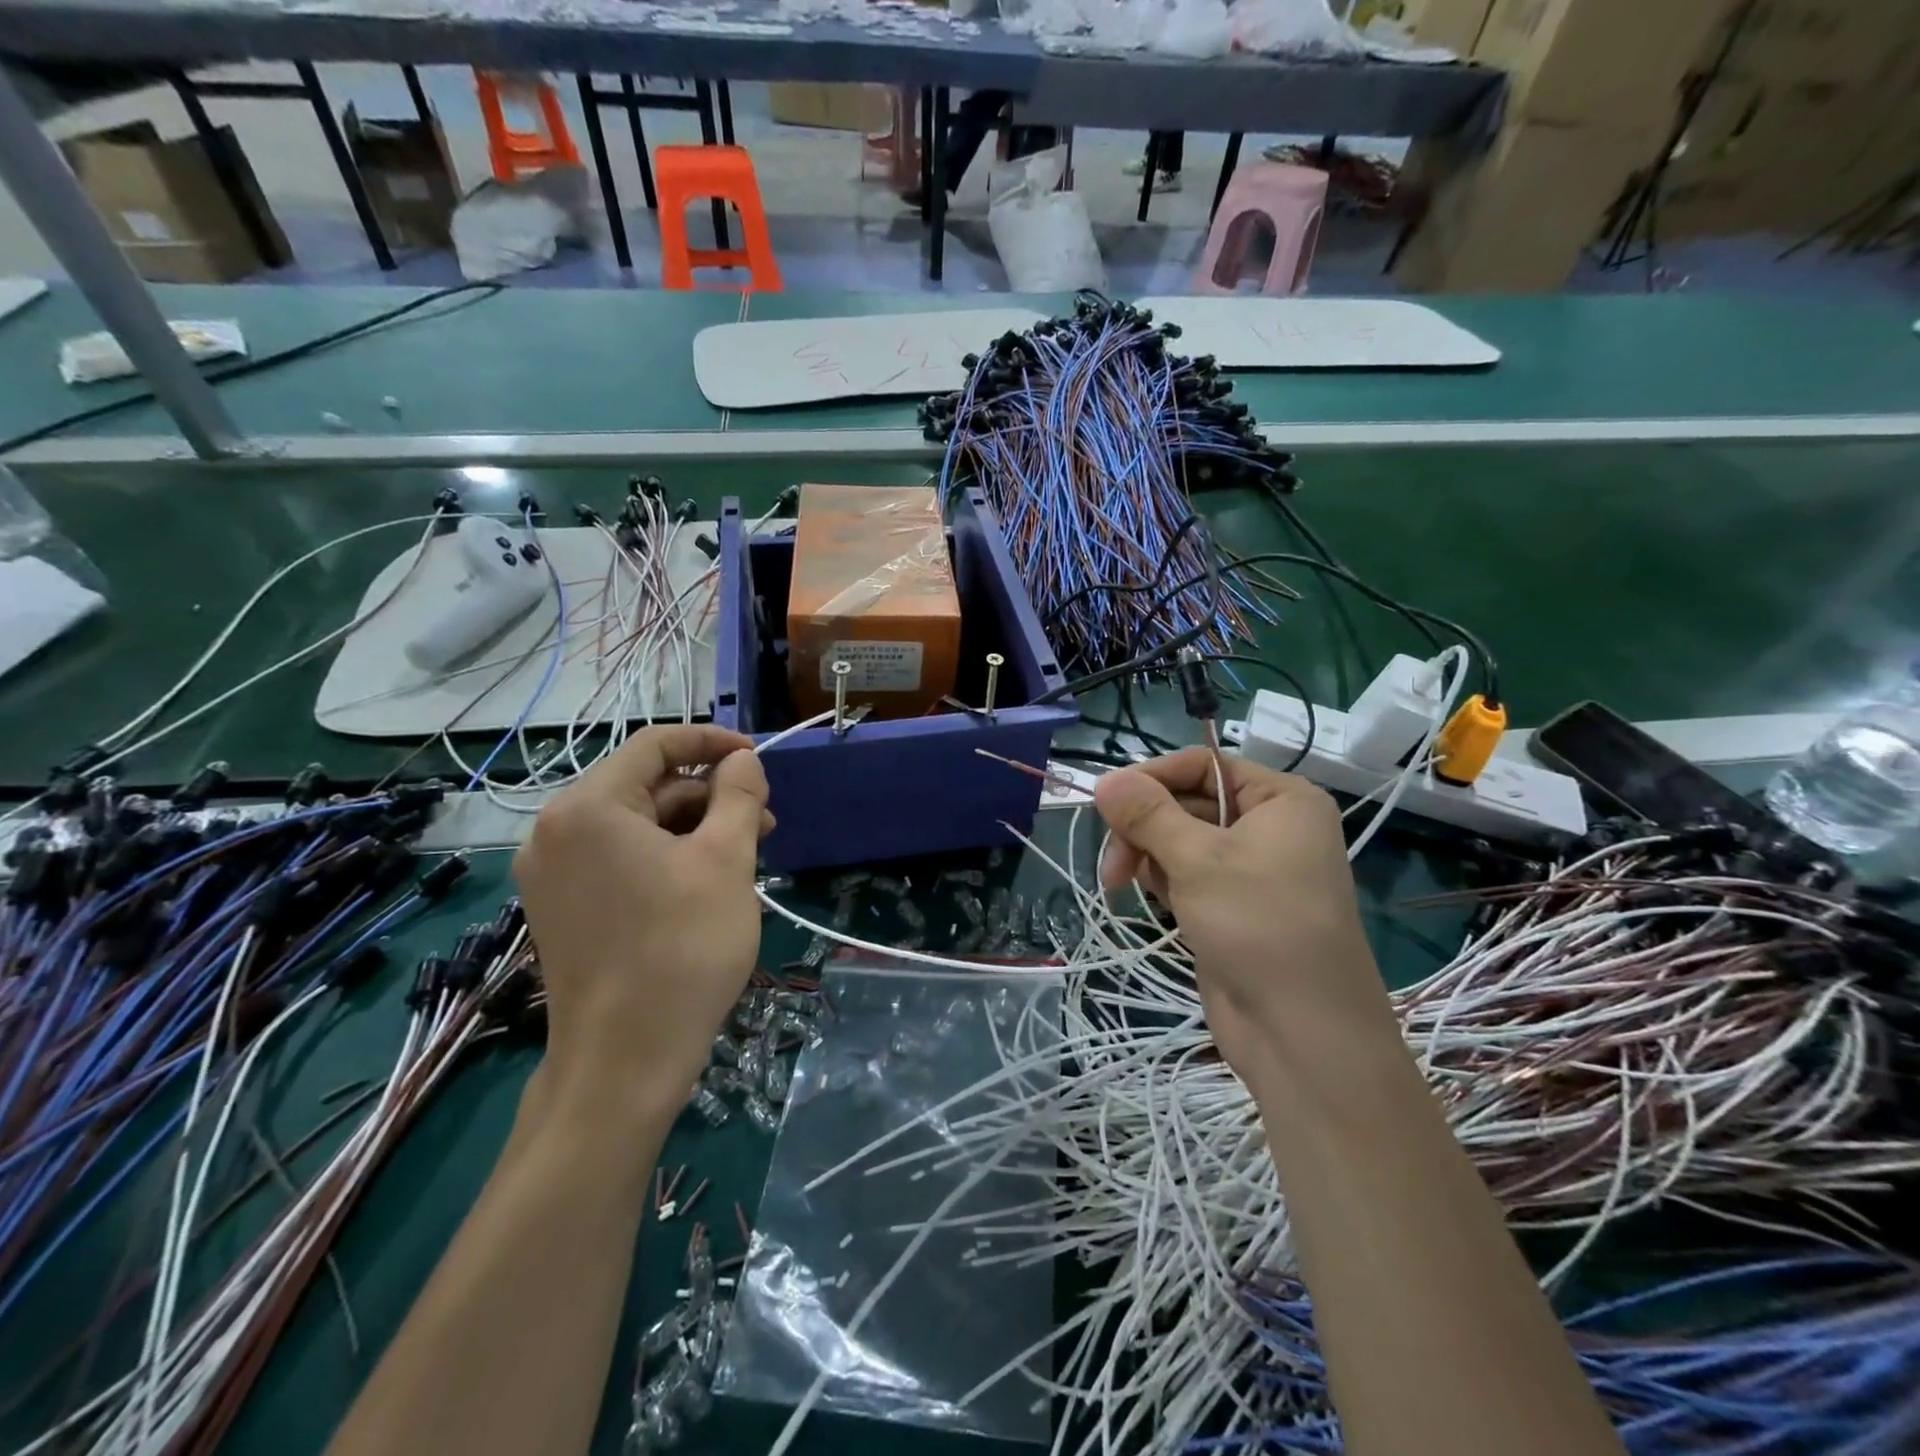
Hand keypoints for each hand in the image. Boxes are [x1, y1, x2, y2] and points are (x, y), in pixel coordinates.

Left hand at [514, 726, 772, 1120]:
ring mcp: (552, 874)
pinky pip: (619, 860)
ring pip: (636, 826)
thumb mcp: (725, 861)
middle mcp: (556, 832)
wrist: (624, 1061)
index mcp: (588, 808)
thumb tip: (742, 761)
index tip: (757, 758)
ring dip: (693, 829)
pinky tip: (708, 881)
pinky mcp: (561, 909)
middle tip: (764, 821)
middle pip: (645, 787)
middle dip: (709, 796)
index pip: (654, 745)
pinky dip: (666, 858)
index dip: (712, 742)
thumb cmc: (681, 949)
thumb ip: (737, 796)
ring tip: (746, 854)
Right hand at [1093, 749, 1399, 1087]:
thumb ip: (1147, 814)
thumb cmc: (1258, 926)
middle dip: (1144, 826)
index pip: (1202, 765)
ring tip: (1124, 884)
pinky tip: (1153, 902)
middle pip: (1186, 802)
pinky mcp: (1232, 905)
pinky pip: (1186, 874)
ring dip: (1148, 855)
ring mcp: (1250, 869)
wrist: (1301, 1033)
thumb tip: (1105, 778)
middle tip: (1114, 863)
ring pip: (1180, 840)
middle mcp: (1269, 826)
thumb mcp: (1197, 859)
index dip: (1151, 778)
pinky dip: (1163, 881)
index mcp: (1280, 800)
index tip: (1105, 802)